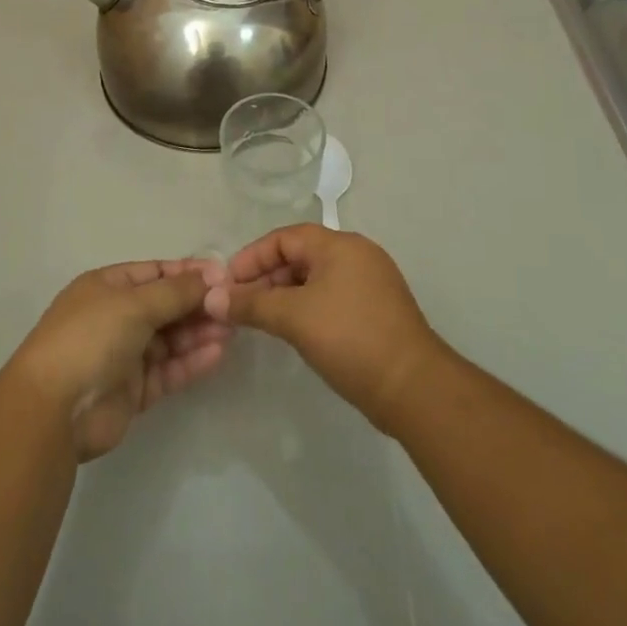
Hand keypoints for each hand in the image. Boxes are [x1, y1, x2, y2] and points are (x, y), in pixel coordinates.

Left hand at [8, 259, 231, 461]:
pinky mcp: (132, 391)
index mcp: (107, 287)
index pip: (155, 272)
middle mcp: (115, 317)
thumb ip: (176, 292)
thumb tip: (212, 276)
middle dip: (198, 304)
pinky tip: (218, 353)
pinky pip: (168, 370)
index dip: (188, 273)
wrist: (53, 410)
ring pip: (169, 339)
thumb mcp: (135, 303)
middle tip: (234, 306)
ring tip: (232, 328)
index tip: (224, 275)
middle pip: (165, 305)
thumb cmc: (91, 338)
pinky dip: (191, 361)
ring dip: (199, 332)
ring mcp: (123, 355)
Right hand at [202, 225, 446, 433]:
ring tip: (262, 320)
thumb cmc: (350, 339)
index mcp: (340, 245)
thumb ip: (251, 304)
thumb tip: (213, 297)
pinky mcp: (377, 310)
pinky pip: (332, 297)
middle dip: (266, 277)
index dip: (252, 257)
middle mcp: (357, 254)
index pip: (285, 237)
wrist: (413, 388)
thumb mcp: (294, 318)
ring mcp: (371, 282)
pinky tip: (294, 330)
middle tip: (240, 305)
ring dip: (285, 294)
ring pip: (316, 278)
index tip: (227, 283)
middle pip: (300, 255)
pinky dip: (307, 307)